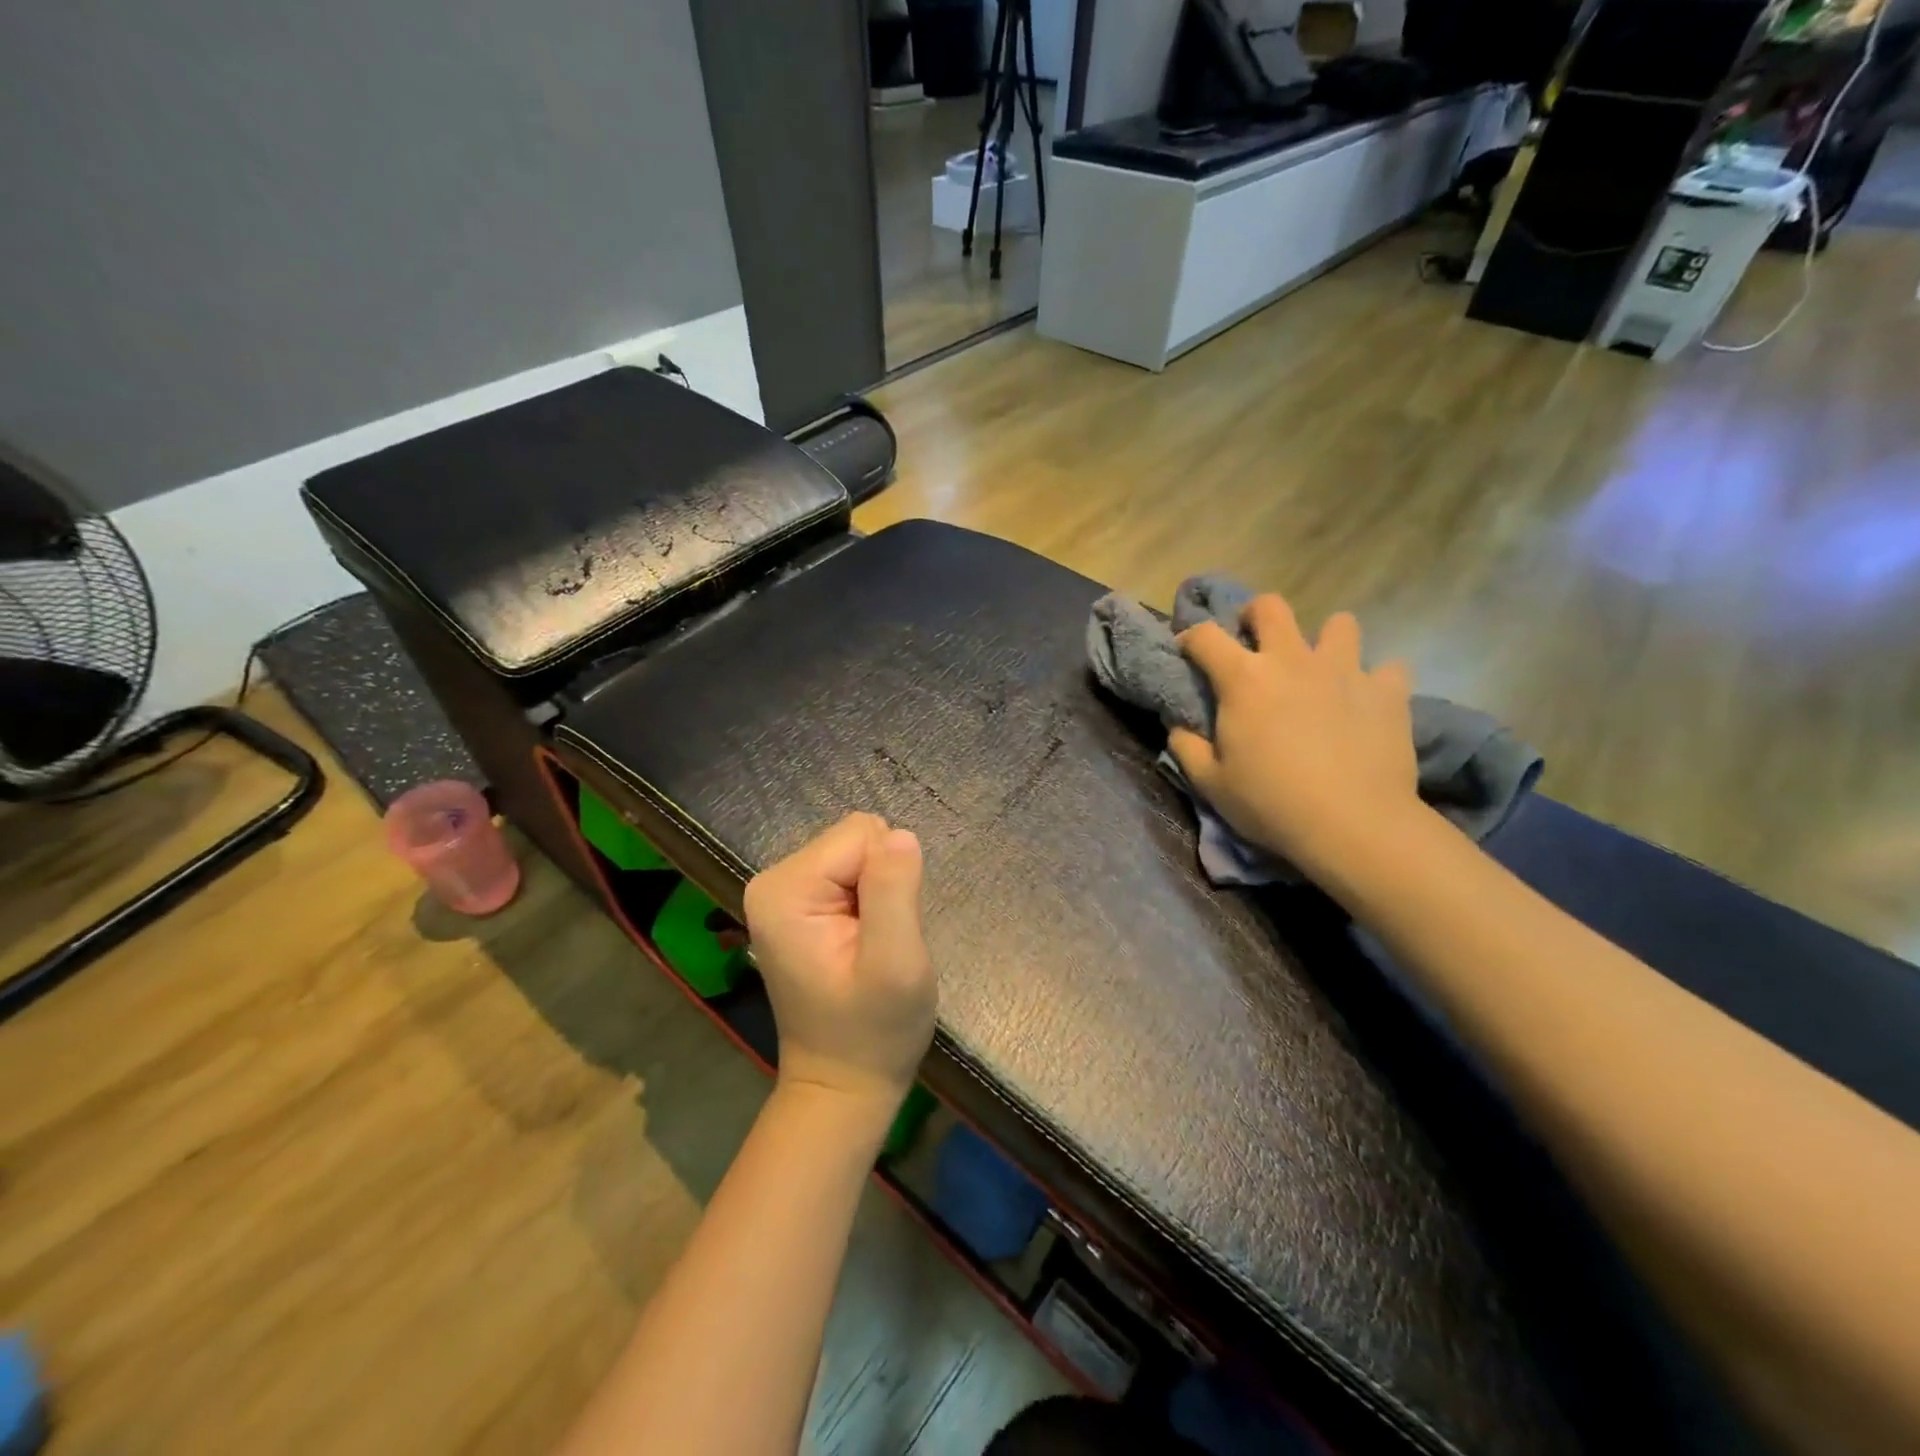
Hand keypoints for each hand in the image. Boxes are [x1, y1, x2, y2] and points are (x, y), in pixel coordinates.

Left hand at [743, 813, 936, 1114]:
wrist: (842, 1085)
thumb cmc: (873, 1033)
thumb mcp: (896, 965)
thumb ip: (895, 892)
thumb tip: (902, 835)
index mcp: (786, 888)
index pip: (862, 835)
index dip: (890, 879)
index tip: (885, 930)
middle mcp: (774, 880)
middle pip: (857, 839)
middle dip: (883, 884)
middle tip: (878, 942)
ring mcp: (783, 892)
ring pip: (859, 854)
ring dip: (879, 894)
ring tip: (869, 946)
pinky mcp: (798, 904)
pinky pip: (852, 873)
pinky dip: (869, 903)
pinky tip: (861, 944)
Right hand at [1170, 595, 1420, 882]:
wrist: (1353, 824)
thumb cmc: (1271, 803)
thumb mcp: (1211, 784)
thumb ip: (1187, 748)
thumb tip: (1179, 727)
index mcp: (1244, 679)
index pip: (1205, 636)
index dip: (1190, 637)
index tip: (1187, 651)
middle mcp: (1292, 660)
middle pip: (1271, 606)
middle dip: (1256, 616)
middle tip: (1255, 644)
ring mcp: (1345, 671)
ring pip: (1339, 624)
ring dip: (1325, 641)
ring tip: (1320, 670)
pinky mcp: (1388, 692)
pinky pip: (1388, 669)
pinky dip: (1376, 681)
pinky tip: (1366, 702)